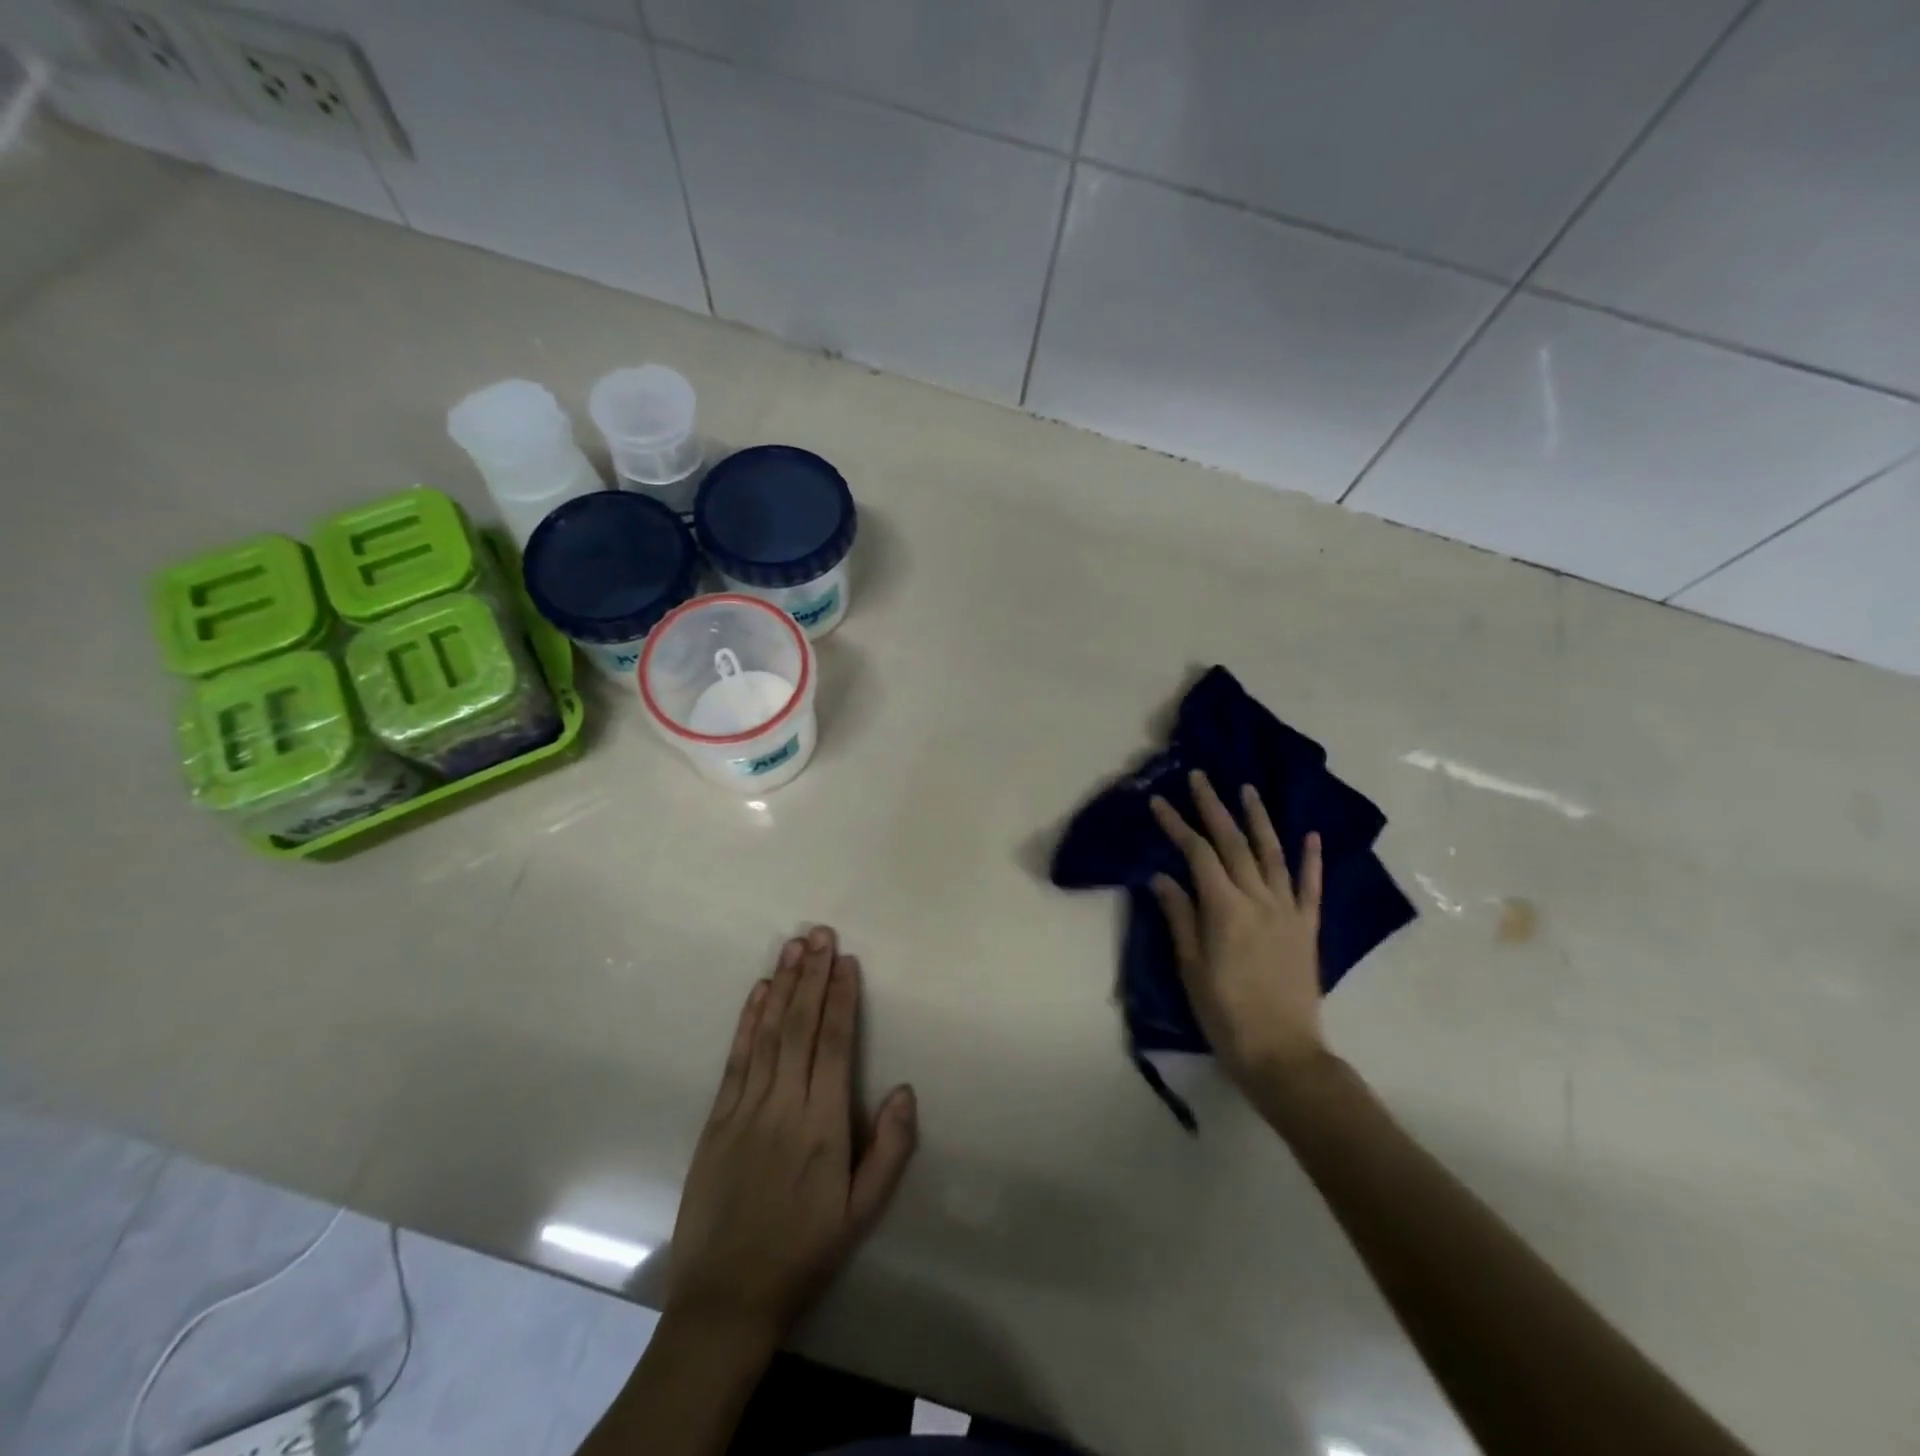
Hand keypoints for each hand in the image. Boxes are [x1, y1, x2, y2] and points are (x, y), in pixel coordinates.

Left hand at [665, 926, 917, 1345]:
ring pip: (768, 1033)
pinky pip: (736, 1058)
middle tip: (820, 933)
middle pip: (800, 1027)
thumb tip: (904, 1090)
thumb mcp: (861, 1213)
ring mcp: (746, 1109)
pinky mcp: (717, 1119)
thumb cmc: (804, 1252)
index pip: (834, 1045)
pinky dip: (748, 1020)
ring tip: (793, 946)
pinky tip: (759, 992)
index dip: (841, 998)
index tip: (847, 961)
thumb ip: (888, 1150)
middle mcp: (784, 1105)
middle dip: (813, 976)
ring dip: (783, 985)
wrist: (726, 1298)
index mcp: (823, 1126)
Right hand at [1149, 770, 1327, 1088]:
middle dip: (1214, 807)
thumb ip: (1179, 917)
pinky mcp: (1308, 928)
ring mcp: (1288, 911)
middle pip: (1233, 843)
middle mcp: (1259, 899)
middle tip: (1201, 777)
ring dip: (1259, 819)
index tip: (1159, 802)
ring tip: (1247, 790)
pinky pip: (1310, 887)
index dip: (1177, 825)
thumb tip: (1161, 877)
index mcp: (1225, 908)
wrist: (1282, 1054)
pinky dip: (1310, 859)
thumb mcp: (1190, 967)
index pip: (1196, 854)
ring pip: (1272, 854)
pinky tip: (1310, 835)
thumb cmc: (1225, 1014)